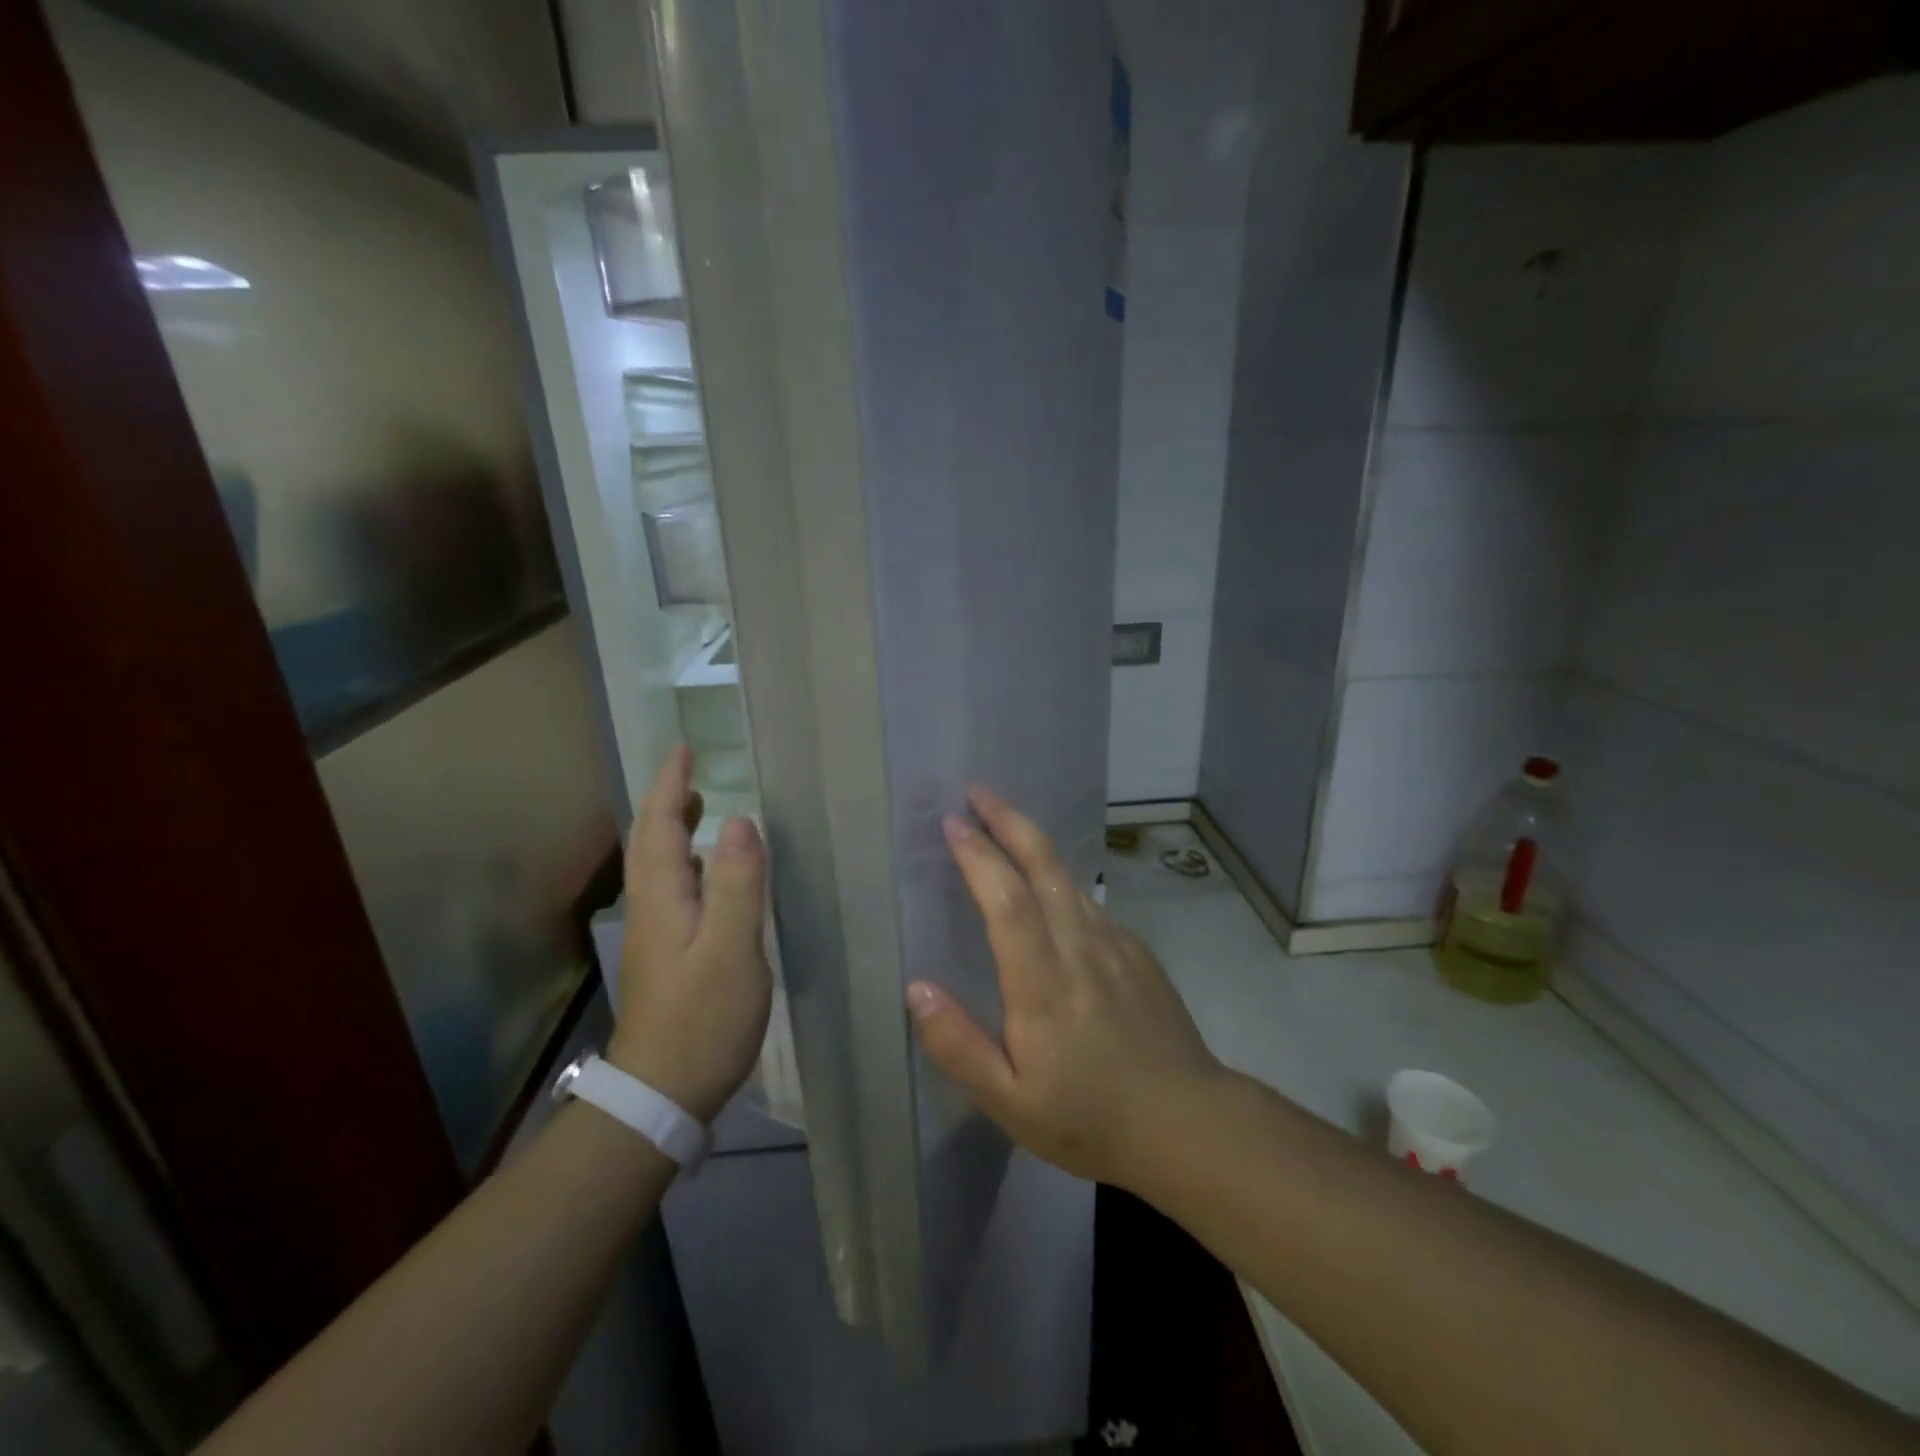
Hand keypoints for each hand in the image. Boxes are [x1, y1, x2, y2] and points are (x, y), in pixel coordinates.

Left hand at [608, 746, 770, 1122]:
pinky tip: (706, 873)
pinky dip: (684, 861)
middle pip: (650, 841)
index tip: (683, 750)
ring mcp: (656, 933)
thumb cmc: (703, 1019)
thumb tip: (742, 820)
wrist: (663, 1092)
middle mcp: (651, 907)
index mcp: (663, 897)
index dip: (670, 785)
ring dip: (672, 829)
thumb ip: (738, 884)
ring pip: (657, 865)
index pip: (658, 825)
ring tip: (698, 807)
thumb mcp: (732, 949)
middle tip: (690, 771)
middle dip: (666, 801)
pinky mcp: (667, 954)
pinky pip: (671, 887)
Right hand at [905, 788, 1225, 1188]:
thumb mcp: (1009, 1103)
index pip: (1006, 899)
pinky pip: (1088, 902)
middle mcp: (1080, 946)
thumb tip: (916, 988)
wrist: (1187, 1123)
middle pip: (1043, 865)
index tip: (952, 822)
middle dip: (1007, 819)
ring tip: (1001, 824)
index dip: (978, 855)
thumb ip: (957, 1045)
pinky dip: (1058, 880)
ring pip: (1068, 877)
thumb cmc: (1089, 1118)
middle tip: (976, 791)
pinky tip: (1048, 889)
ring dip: (1031, 841)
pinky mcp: (1136, 951)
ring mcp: (1115, 943)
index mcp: (1042, 982)